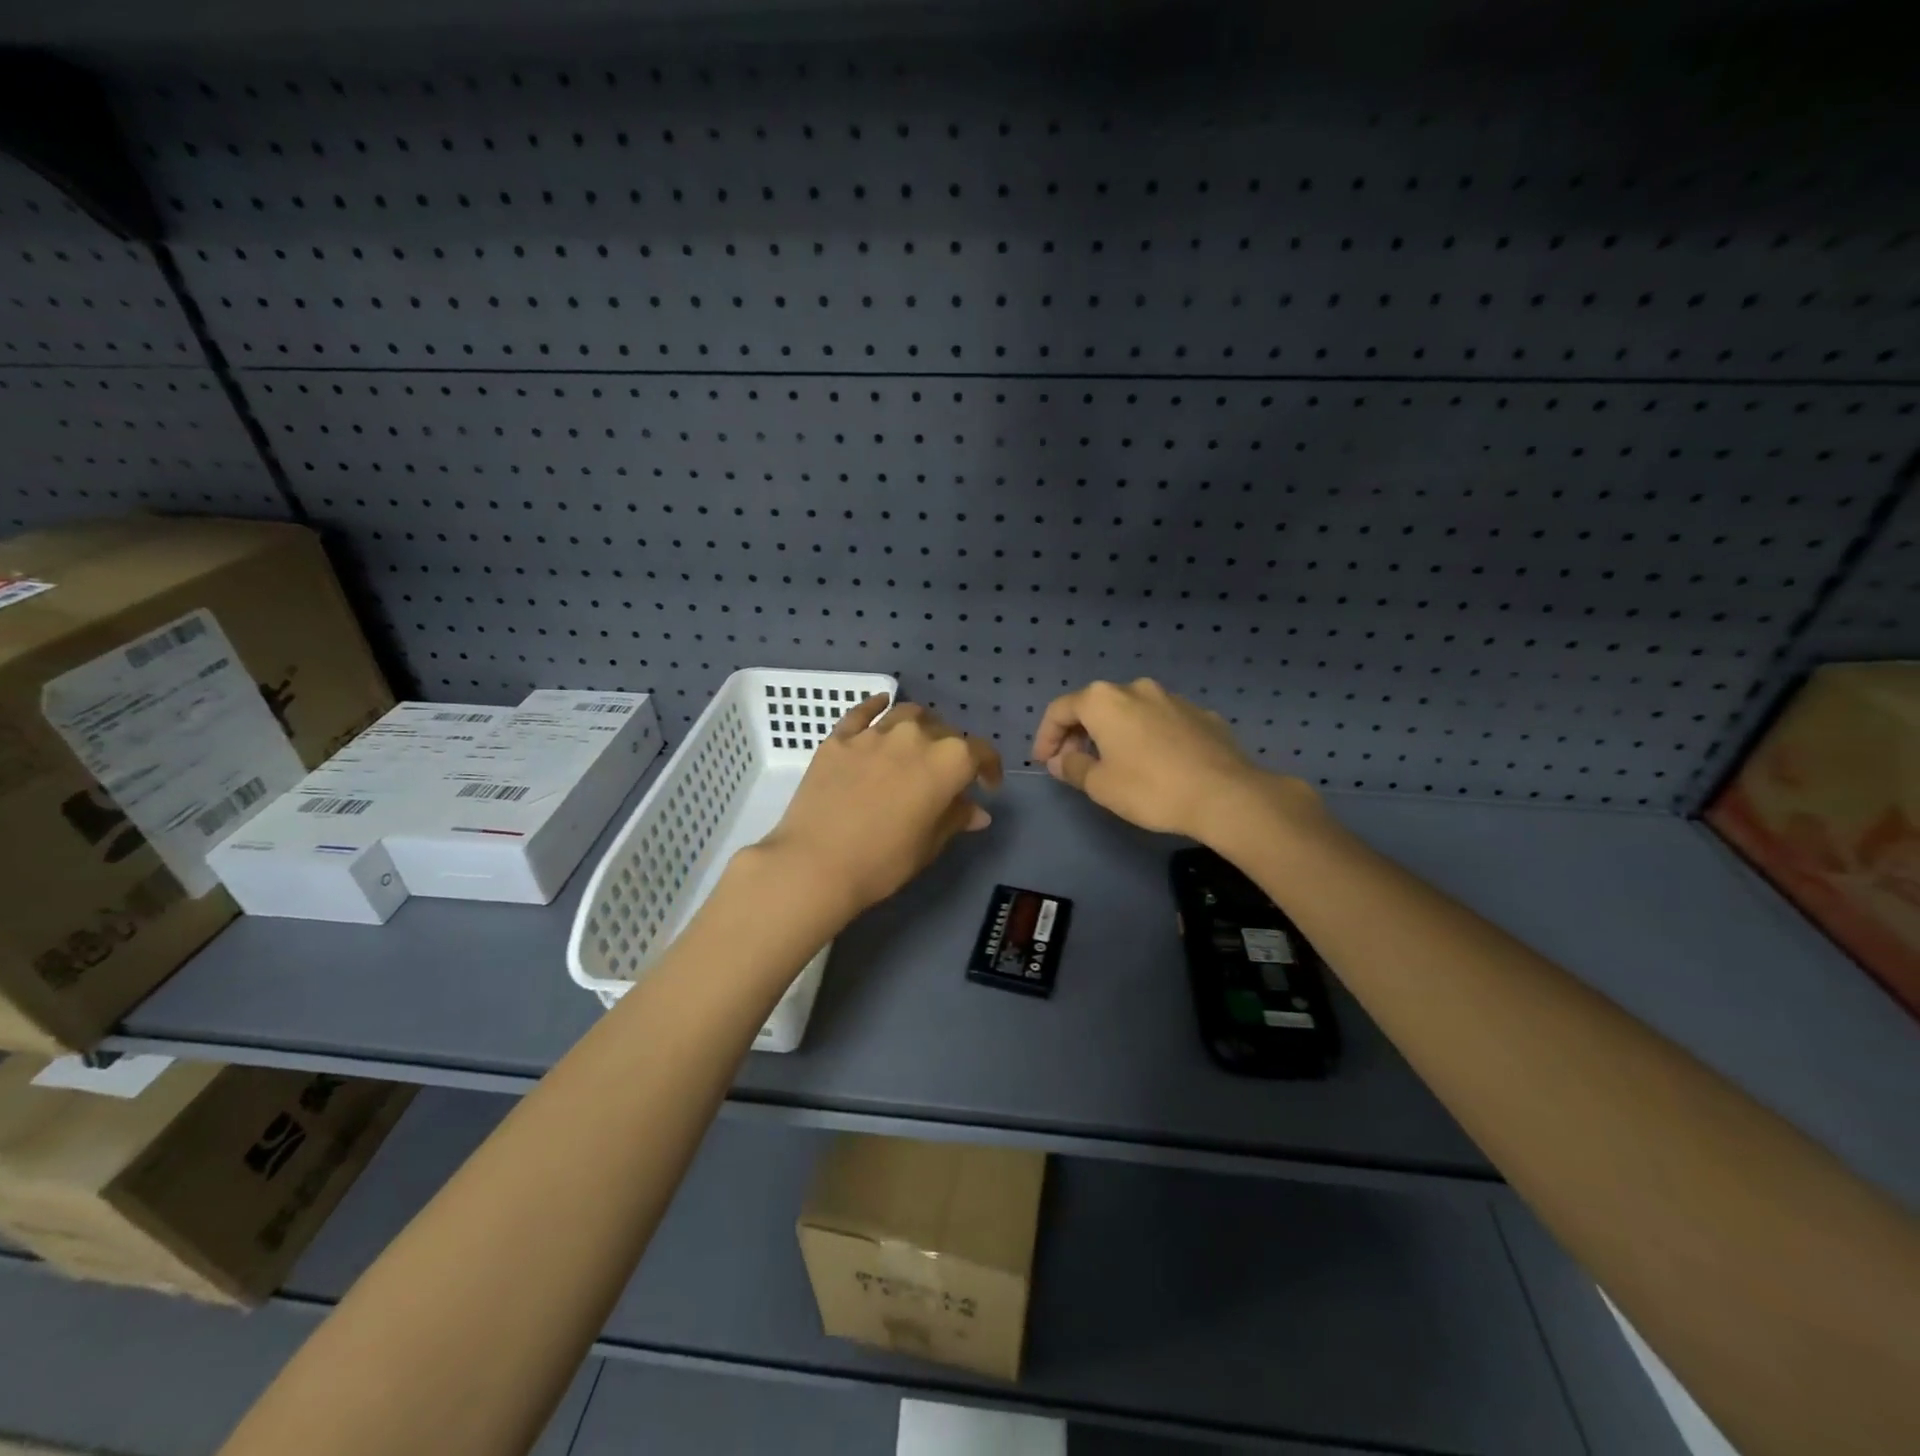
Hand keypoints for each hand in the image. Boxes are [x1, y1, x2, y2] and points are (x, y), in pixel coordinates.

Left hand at [758, 695, 1001, 920]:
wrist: (816, 864)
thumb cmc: (883, 861)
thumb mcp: (929, 845)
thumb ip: (955, 818)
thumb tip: (977, 811)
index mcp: (948, 761)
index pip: (980, 753)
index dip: (989, 768)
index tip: (987, 787)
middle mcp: (915, 736)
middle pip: (944, 731)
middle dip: (953, 750)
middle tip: (946, 775)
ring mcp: (874, 733)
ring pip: (908, 715)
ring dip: (920, 726)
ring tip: (918, 744)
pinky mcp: (839, 738)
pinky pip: (863, 713)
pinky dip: (877, 707)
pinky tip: (881, 705)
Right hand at [1032, 678, 1318, 844]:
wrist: (1225, 795)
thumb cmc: (1150, 789)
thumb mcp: (1100, 785)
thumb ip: (1073, 767)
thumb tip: (1061, 760)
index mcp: (1104, 700)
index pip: (1060, 710)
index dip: (1046, 737)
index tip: (1045, 763)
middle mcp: (1136, 689)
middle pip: (1095, 706)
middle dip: (1078, 733)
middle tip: (1074, 764)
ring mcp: (1172, 698)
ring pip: (1130, 711)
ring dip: (1114, 733)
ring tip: (1113, 763)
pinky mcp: (1200, 714)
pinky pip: (1161, 721)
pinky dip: (1147, 736)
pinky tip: (1154, 763)